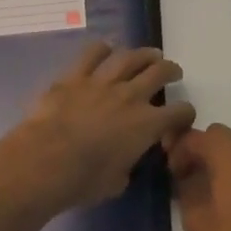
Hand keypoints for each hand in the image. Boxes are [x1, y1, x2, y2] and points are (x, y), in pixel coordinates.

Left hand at [0, 42, 195, 217]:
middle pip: (159, 73)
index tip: (183, 115)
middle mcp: (130, 96)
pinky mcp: (74, 77)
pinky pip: (92, 54)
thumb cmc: (84, 180)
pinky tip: (106, 49)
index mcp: (147, 124)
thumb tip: (125, 161)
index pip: (179, 112)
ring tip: (150, 55)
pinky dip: (102, 49)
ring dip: (144, 54)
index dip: (185, 113)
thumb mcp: (117, 182)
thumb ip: (127, 165)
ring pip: (130, 57)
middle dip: (171, 71)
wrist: (45, 161)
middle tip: (173, 71)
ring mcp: (102, 82)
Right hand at [169, 124, 230, 230]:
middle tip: (194, 175)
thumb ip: (187, 189)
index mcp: (229, 159)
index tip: (174, 171)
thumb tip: (186, 177)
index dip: (181, 150)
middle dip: (206, 150)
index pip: (199, 138)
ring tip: (226, 181)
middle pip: (225, 136)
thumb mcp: (195, 221)